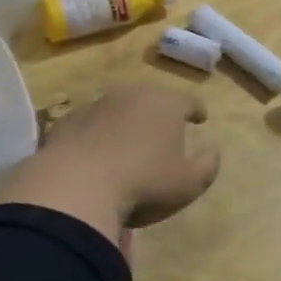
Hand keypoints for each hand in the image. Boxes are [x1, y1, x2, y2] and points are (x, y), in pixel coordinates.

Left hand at [0, 83, 220, 241]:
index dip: (196, 110)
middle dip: (160, 111)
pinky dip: (97, 133)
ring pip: (118, 107)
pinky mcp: (67, 121)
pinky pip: (90, 124)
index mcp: (166, 104)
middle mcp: (132, 95)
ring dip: (126, 120)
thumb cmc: (143, 183)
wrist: (76, 186)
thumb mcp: (188, 184)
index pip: (188, 101)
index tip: (200, 119)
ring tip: (129, 141)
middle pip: (152, 98)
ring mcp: (96, 105)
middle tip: (164, 128)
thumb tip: (213, 151)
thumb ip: (207, 165)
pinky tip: (96, 153)